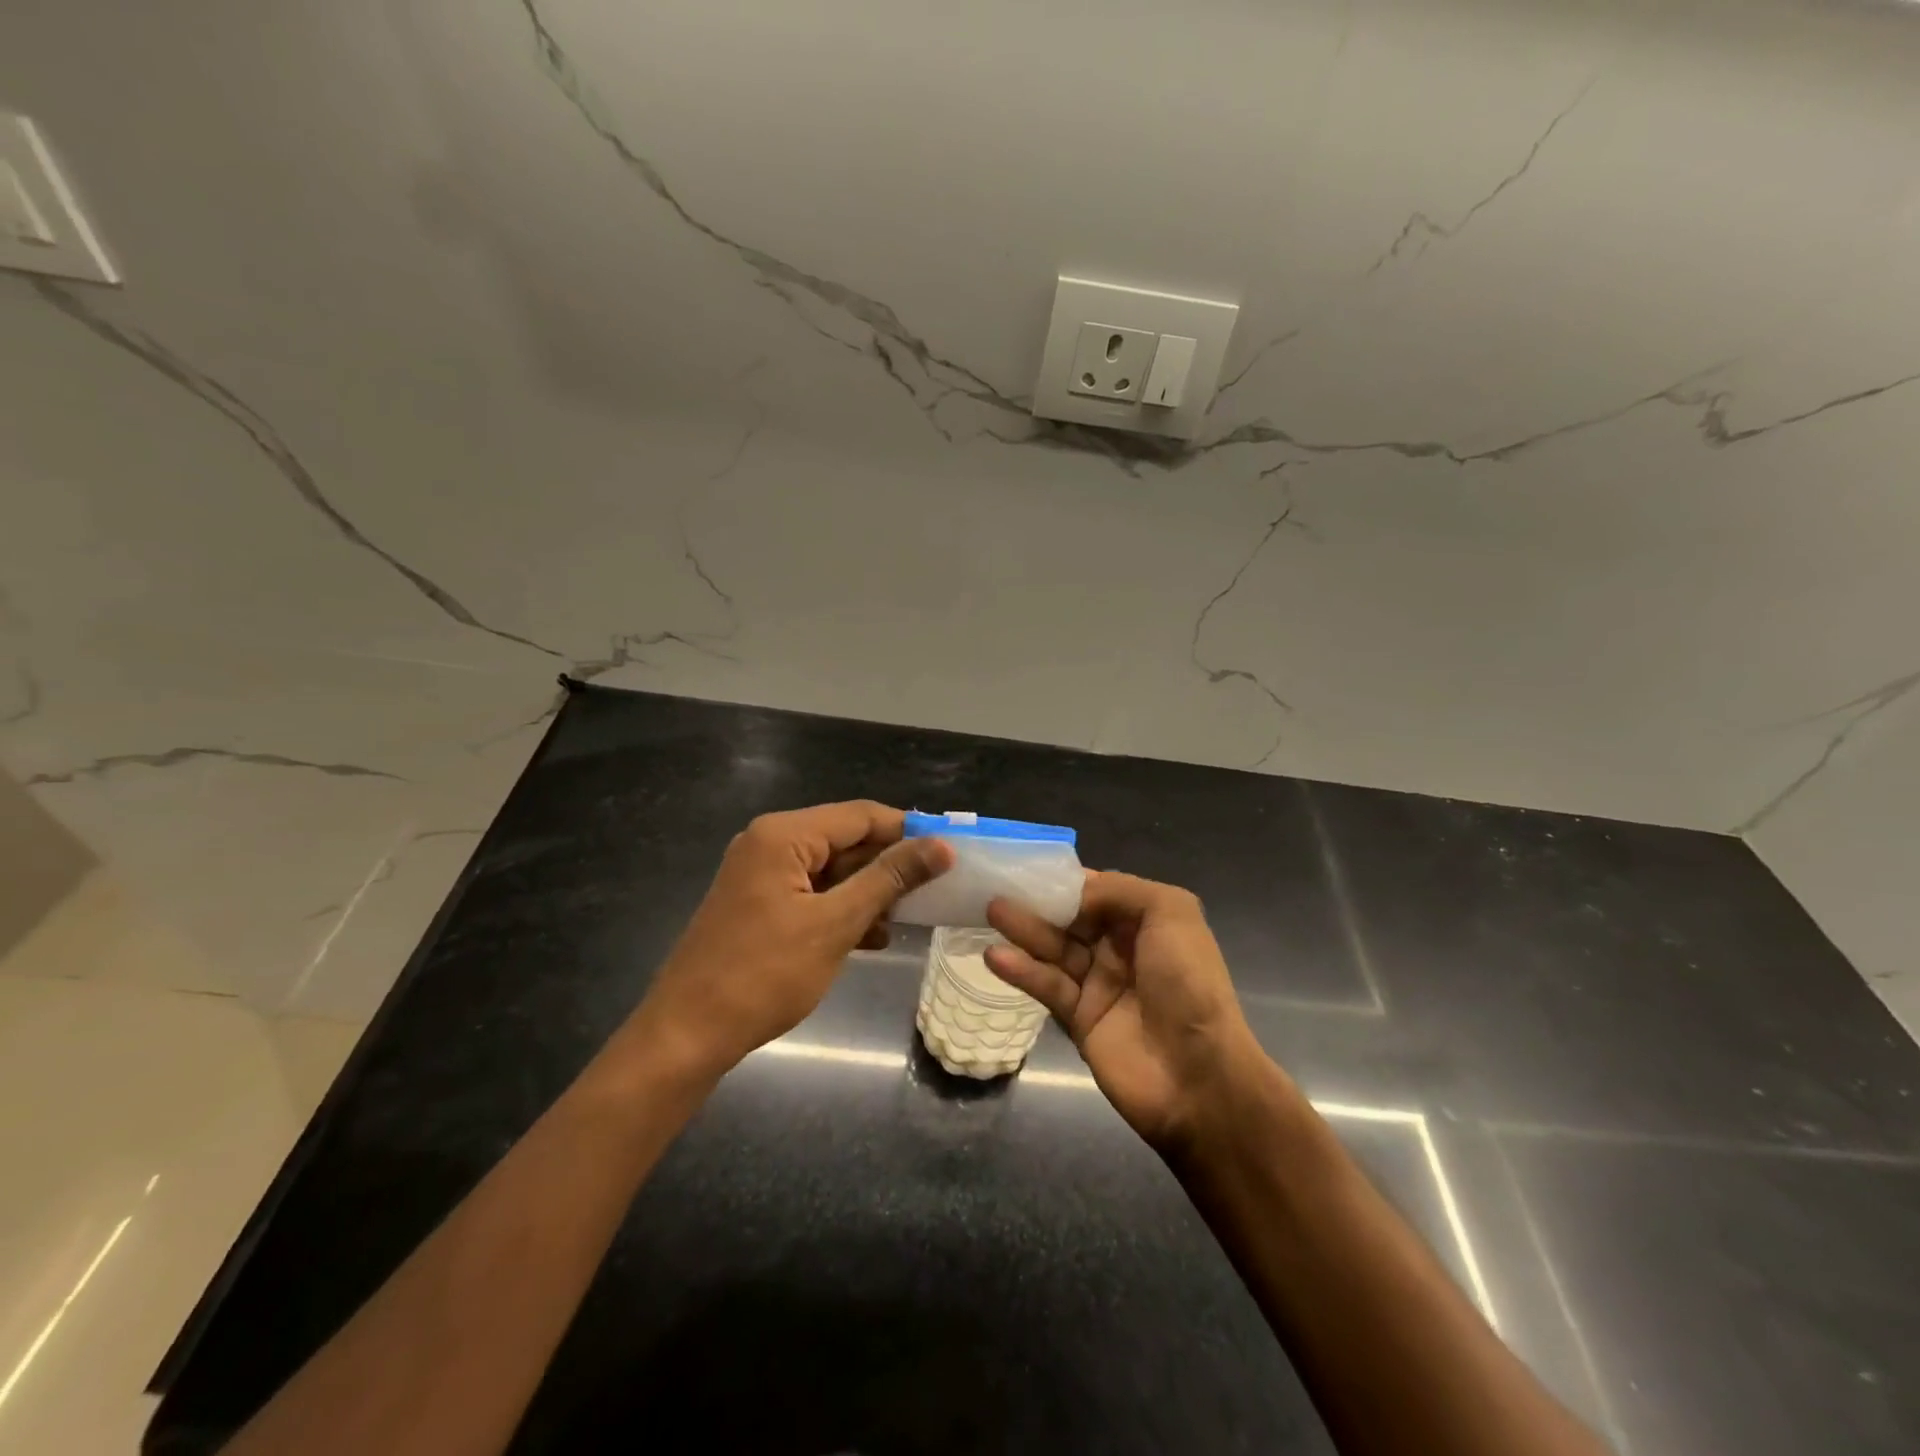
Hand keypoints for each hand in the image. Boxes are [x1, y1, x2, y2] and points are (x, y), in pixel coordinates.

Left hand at [628, 801, 952, 1081]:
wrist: (687, 1035)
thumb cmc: (763, 975)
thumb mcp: (835, 924)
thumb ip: (889, 879)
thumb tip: (941, 846)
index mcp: (784, 836)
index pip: (861, 815)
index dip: (907, 831)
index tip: (948, 853)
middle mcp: (770, 843)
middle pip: (845, 839)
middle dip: (888, 865)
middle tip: (935, 889)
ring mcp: (761, 874)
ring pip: (832, 870)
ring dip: (869, 891)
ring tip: (909, 917)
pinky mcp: (759, 904)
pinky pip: (812, 893)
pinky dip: (842, 909)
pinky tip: (873, 936)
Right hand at [987, 873, 1261, 1151]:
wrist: (1198, 1077)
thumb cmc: (1188, 983)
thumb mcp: (1171, 912)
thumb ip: (1119, 889)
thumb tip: (1073, 892)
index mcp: (1147, 921)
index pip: (1098, 890)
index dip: (1067, 879)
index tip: (1030, 865)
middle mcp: (1122, 948)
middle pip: (1070, 917)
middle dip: (1038, 901)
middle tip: (999, 885)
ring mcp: (1099, 984)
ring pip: (1054, 948)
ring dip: (1024, 929)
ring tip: (992, 910)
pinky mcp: (1079, 1019)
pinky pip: (1047, 986)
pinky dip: (1022, 971)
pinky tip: (997, 957)